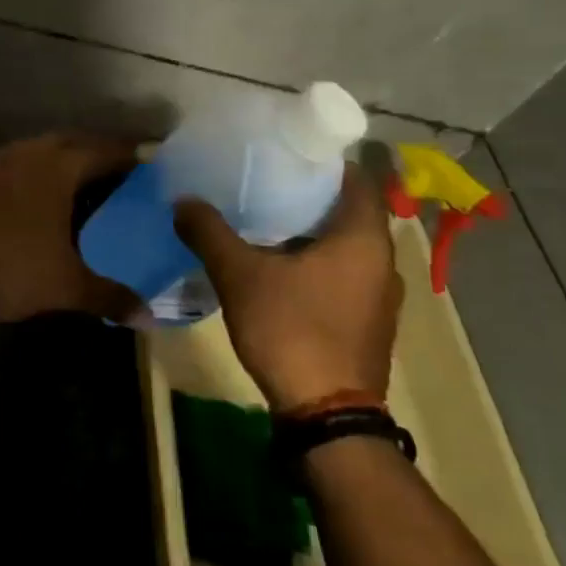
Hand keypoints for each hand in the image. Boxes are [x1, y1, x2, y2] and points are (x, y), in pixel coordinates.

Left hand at [0, 133, 144, 324]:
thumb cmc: (14, 266)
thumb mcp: (67, 285)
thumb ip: (111, 297)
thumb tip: (149, 318)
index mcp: (60, 165)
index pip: (109, 149)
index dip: (135, 156)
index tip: (156, 167)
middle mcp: (33, 151)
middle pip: (77, 143)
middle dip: (102, 155)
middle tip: (126, 179)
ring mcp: (2, 160)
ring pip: (46, 150)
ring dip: (69, 162)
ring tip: (91, 188)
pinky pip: (23, 163)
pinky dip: (42, 173)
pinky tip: (49, 199)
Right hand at [174, 164, 400, 411]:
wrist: (326, 413)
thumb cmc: (292, 329)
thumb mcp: (240, 275)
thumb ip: (210, 233)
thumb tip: (183, 200)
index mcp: (363, 239)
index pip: (356, 179)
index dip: (322, 161)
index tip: (284, 152)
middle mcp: (382, 261)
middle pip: (348, 211)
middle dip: (308, 196)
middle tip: (262, 181)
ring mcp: (379, 295)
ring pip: (345, 246)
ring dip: (311, 232)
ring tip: (263, 220)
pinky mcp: (366, 322)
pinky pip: (342, 273)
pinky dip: (316, 261)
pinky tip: (277, 266)